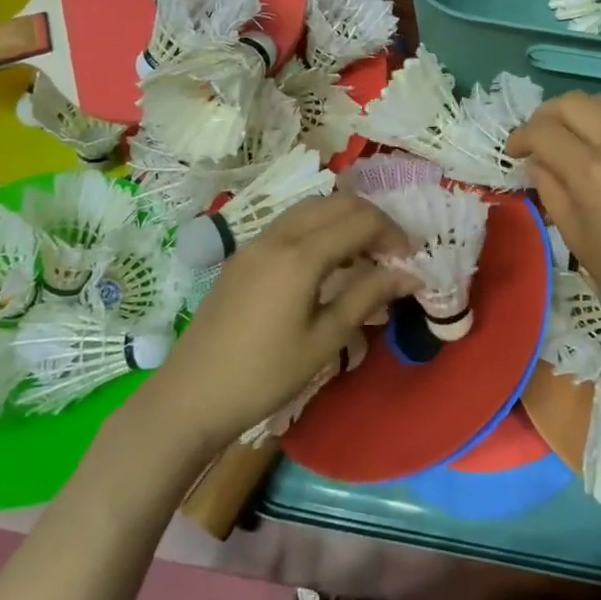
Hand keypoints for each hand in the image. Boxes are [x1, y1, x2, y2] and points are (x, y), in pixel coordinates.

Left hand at [137, 195, 414, 449]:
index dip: (393, 234)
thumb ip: (367, 296)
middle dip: (372, 219)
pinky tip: (326, 263)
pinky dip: (318, 228)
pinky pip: (290, 223)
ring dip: (344, 220)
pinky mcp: (243, 255)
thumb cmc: (264, 375)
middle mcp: (278, 236)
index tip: (410, 262)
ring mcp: (255, 242)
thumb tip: (410, 274)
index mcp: (301, 256)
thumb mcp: (325, 340)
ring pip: (311, 208)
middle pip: (337, 203)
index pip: (361, 221)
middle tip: (392, 253)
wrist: (190, 396)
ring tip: (363, 256)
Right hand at [508, 92, 600, 355]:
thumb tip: (540, 164)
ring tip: (567, 143)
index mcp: (595, 172)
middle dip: (546, 116)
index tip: (513, 153)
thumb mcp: (580, 242)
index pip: (545, 130)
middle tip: (536, 141)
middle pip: (574, 102)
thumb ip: (553, 193)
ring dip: (578, 116)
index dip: (521, 137)